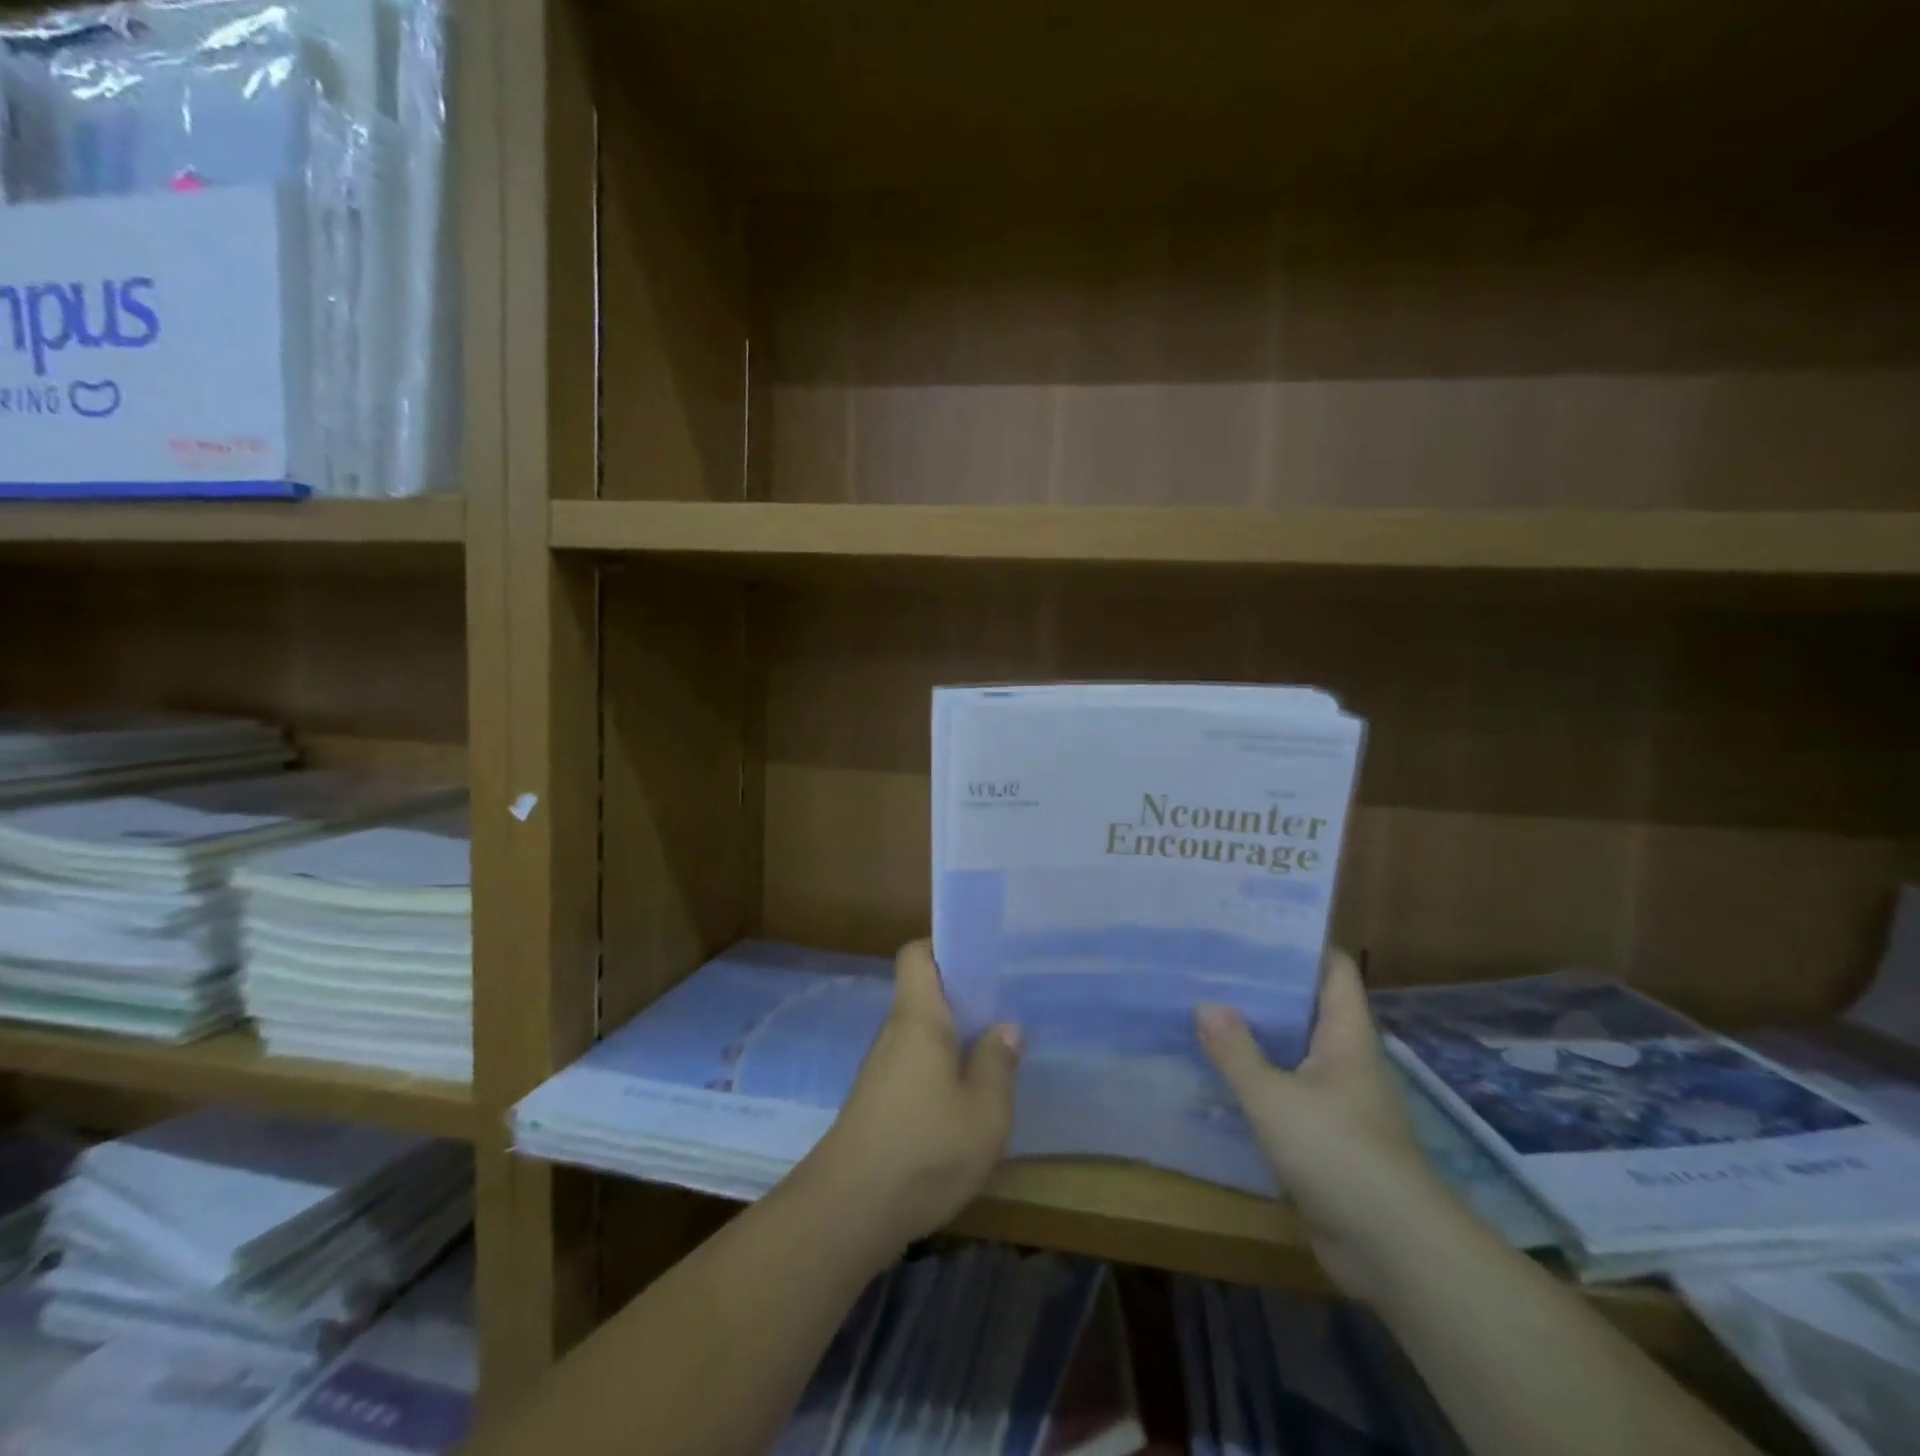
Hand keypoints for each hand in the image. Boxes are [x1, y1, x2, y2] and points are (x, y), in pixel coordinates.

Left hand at [805, 940, 1023, 1254]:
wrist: (849, 1211)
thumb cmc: (924, 1149)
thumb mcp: (984, 1111)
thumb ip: (997, 1063)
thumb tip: (1005, 1027)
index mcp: (918, 1018)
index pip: (917, 955)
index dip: (944, 947)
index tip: (982, 958)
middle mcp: (895, 1033)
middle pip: (925, 994)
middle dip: (964, 997)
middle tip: (1007, 1005)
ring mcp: (882, 1069)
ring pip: (922, 1034)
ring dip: (955, 1038)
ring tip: (997, 1048)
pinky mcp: (879, 1101)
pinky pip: (915, 1065)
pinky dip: (941, 1069)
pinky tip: (968, 1097)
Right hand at [1198, 950, 1448, 1301]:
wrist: (1392, 1249)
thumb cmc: (1338, 1153)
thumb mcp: (1273, 1097)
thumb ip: (1236, 1051)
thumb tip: (1206, 1004)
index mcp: (1347, 1035)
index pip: (1333, 968)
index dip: (1299, 943)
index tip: (1252, 926)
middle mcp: (1347, 1059)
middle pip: (1306, 1006)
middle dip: (1262, 987)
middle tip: (1210, 965)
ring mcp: (1339, 1099)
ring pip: (1293, 1050)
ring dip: (1256, 1035)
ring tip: (1204, 1009)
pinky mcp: (1327, 1136)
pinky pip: (1288, 1092)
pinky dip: (1258, 1079)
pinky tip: (1219, 1074)